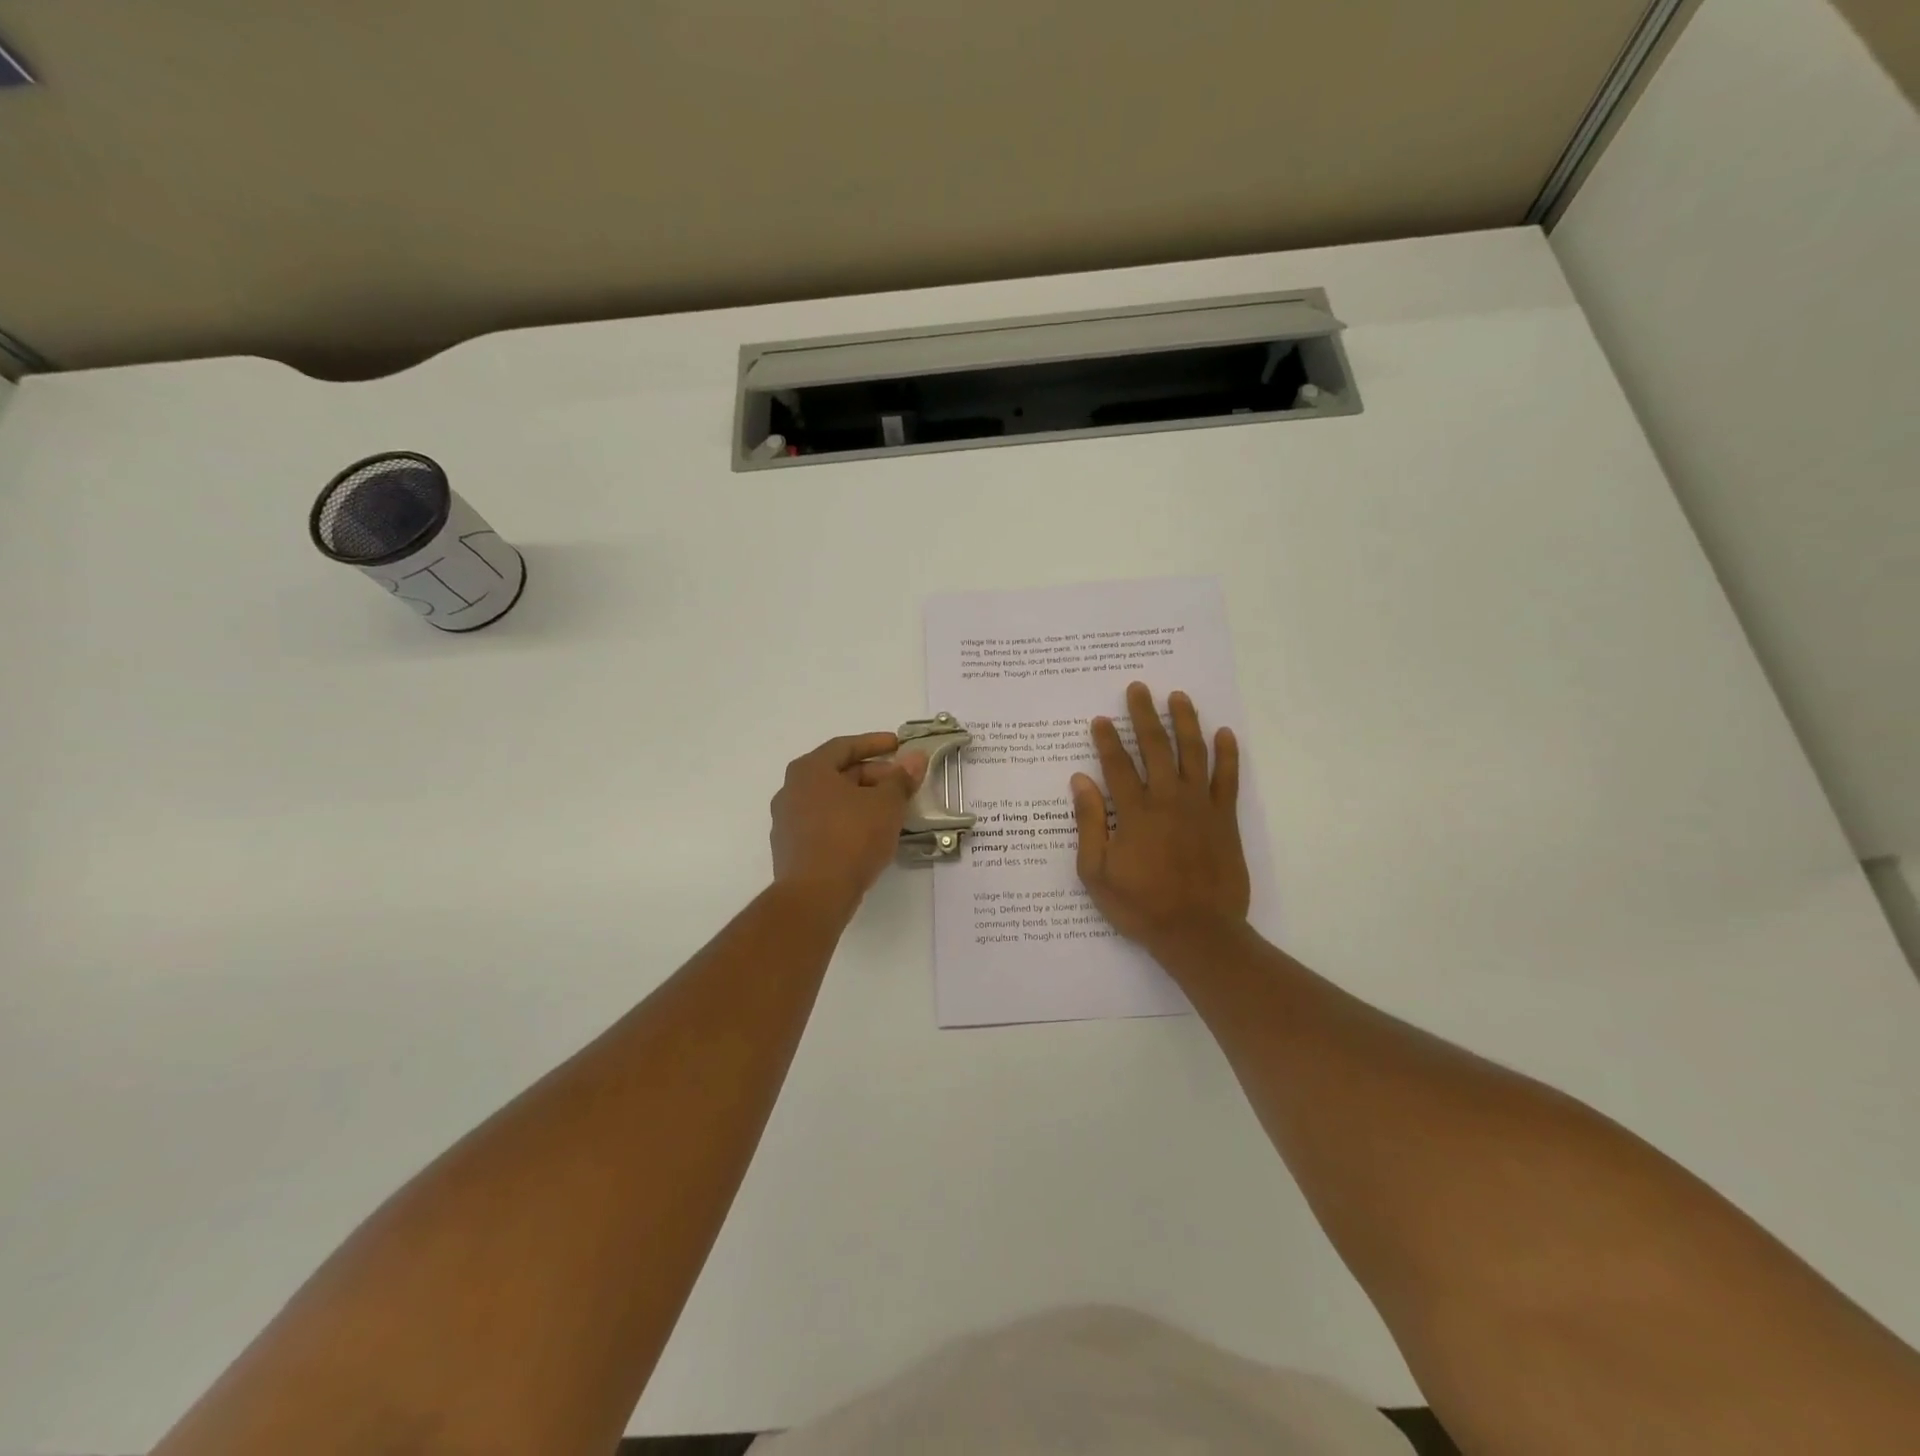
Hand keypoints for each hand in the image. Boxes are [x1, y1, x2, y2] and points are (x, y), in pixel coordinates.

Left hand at [770, 732, 927, 918]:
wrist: (815, 895)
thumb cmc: (851, 838)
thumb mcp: (886, 804)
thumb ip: (902, 778)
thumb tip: (915, 758)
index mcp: (809, 770)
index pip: (845, 746)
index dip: (875, 743)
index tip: (899, 745)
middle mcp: (791, 790)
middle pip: (838, 773)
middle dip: (873, 775)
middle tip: (902, 784)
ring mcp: (787, 821)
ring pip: (831, 801)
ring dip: (861, 800)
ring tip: (890, 810)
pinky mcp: (791, 849)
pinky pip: (824, 824)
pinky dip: (848, 821)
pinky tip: (870, 835)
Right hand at [1071, 683, 1250, 957]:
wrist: (1198, 932)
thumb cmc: (1140, 906)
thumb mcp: (1096, 872)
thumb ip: (1090, 824)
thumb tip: (1080, 781)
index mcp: (1135, 813)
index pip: (1117, 765)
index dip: (1107, 740)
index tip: (1100, 719)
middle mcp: (1168, 799)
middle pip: (1156, 748)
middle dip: (1144, 716)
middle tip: (1138, 689)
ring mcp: (1200, 807)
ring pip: (1193, 753)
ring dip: (1185, 722)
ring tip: (1178, 697)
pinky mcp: (1225, 819)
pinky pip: (1228, 779)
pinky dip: (1227, 754)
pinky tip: (1224, 733)